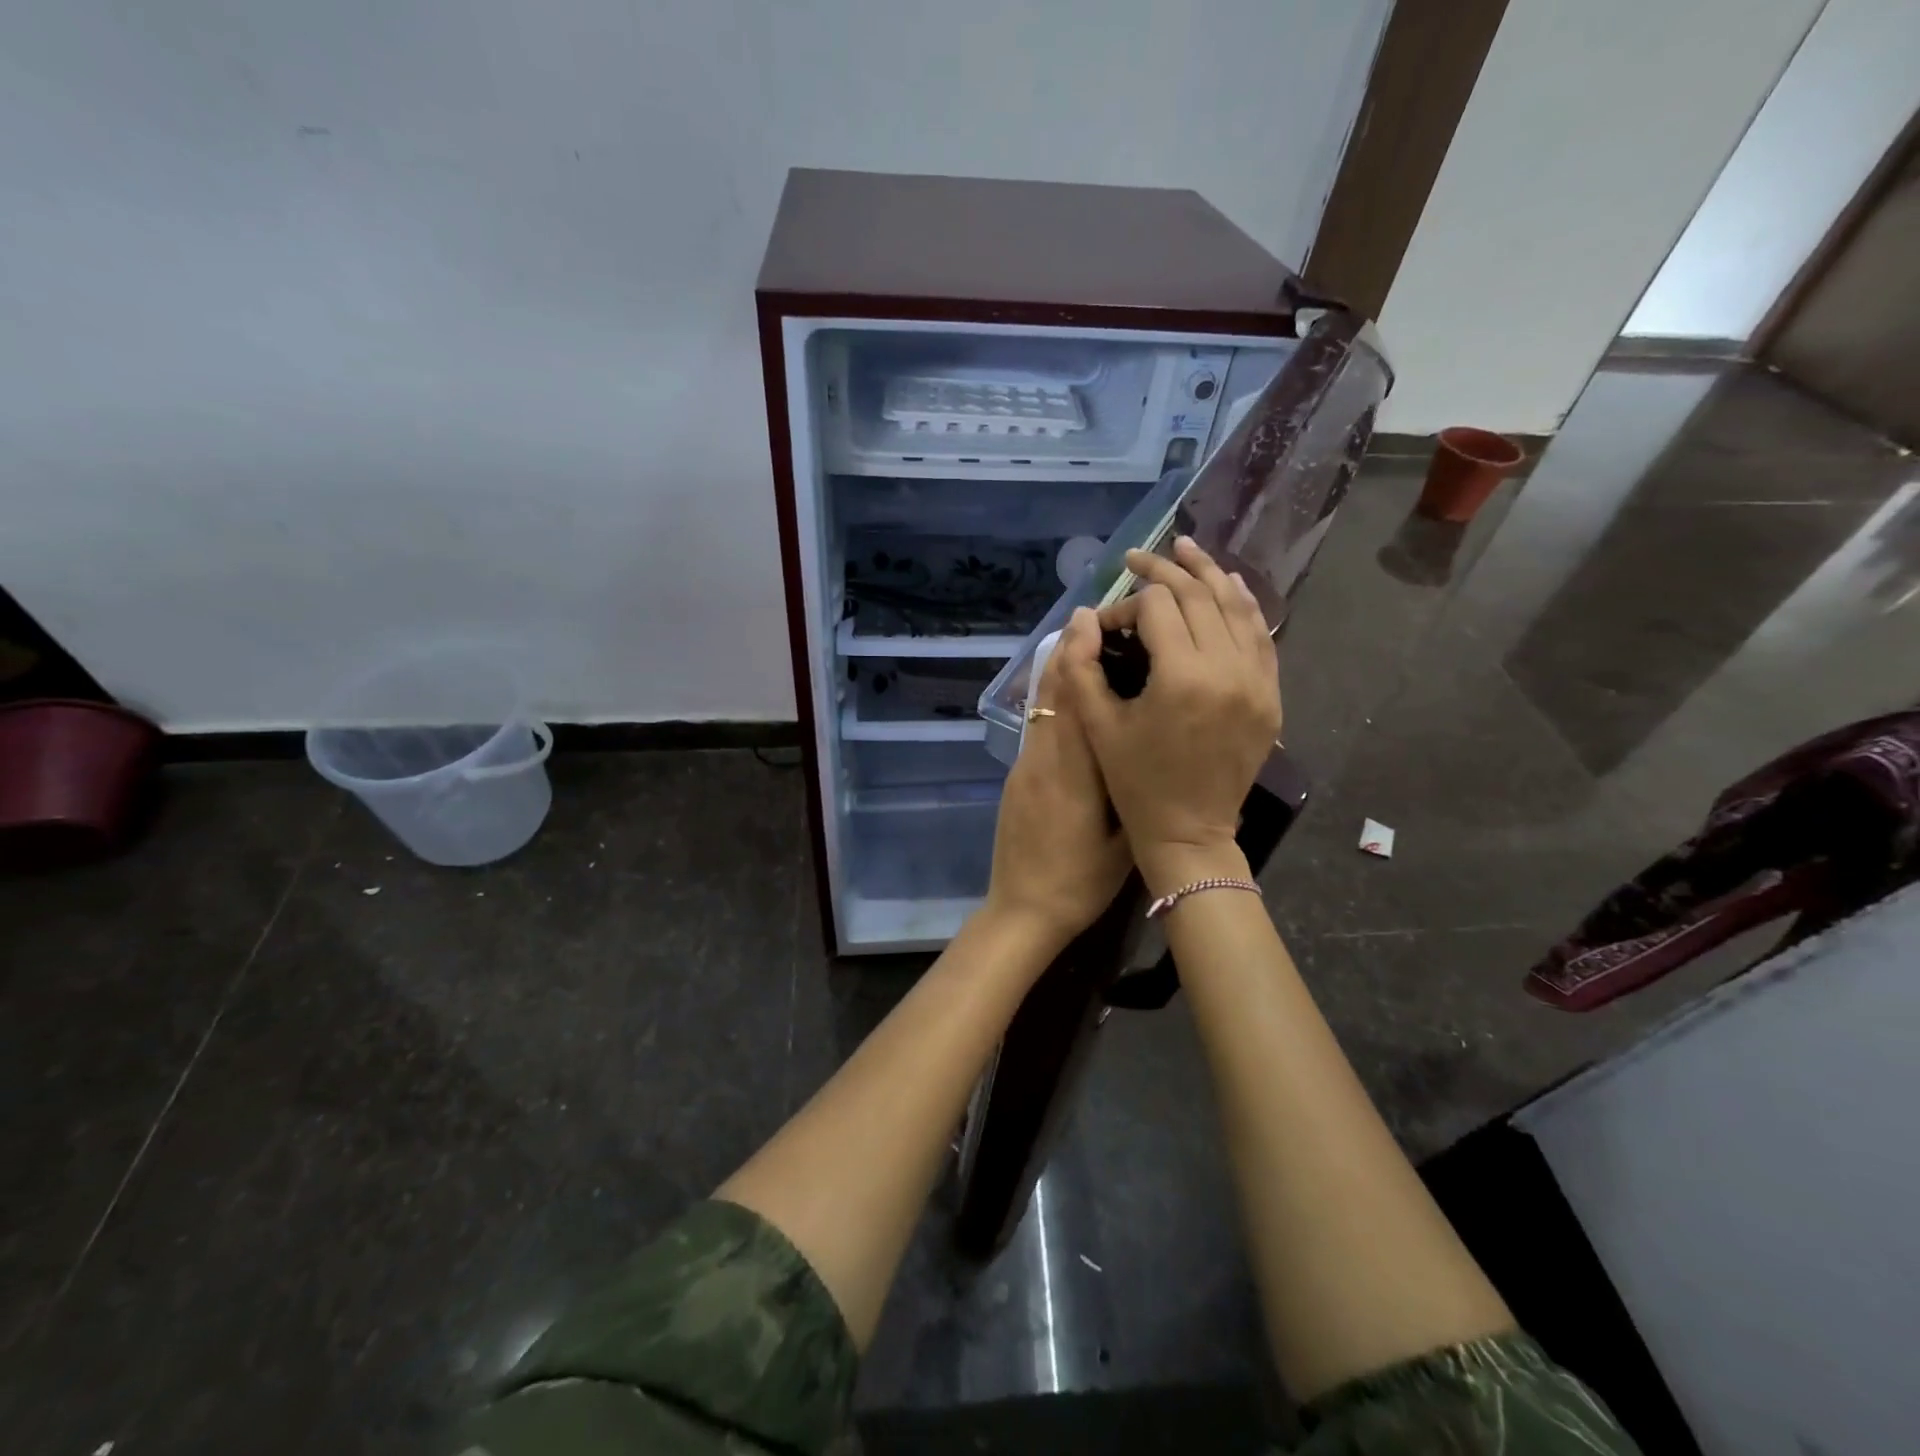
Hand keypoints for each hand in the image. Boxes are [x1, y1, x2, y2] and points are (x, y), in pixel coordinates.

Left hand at [983, 635, 1131, 951]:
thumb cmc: (1080, 882)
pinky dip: (1052, 701)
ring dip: (1057, 671)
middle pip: (1053, 694)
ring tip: (1079, 641)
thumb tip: (1149, 748)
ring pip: (1042, 709)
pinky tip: (1070, 694)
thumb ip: (1131, 791)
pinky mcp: (1018, 778)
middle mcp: (1044, 760)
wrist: (1022, 910)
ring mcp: (1026, 768)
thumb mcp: (1121, 842)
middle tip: (1089, 615)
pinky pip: (1038, 728)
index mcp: (1074, 773)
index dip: (1081, 656)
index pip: (1075, 701)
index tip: (1093, 620)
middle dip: (1068, 651)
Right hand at [1059, 537, 1280, 890]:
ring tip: (1185, 549)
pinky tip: (1228, 586)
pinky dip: (1244, 605)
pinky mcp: (1270, 696)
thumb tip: (1083, 616)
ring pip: (1236, 607)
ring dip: (1209, 574)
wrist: (1190, 832)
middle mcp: (1227, 669)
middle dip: (1164, 572)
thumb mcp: (1098, 726)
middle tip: (1138, 558)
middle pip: (1198, 596)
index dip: (1126, 604)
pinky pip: (1261, 636)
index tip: (1107, 624)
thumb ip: (1081, 667)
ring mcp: (1257, 681)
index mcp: (1181, 677)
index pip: (1156, 608)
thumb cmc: (1135, 783)